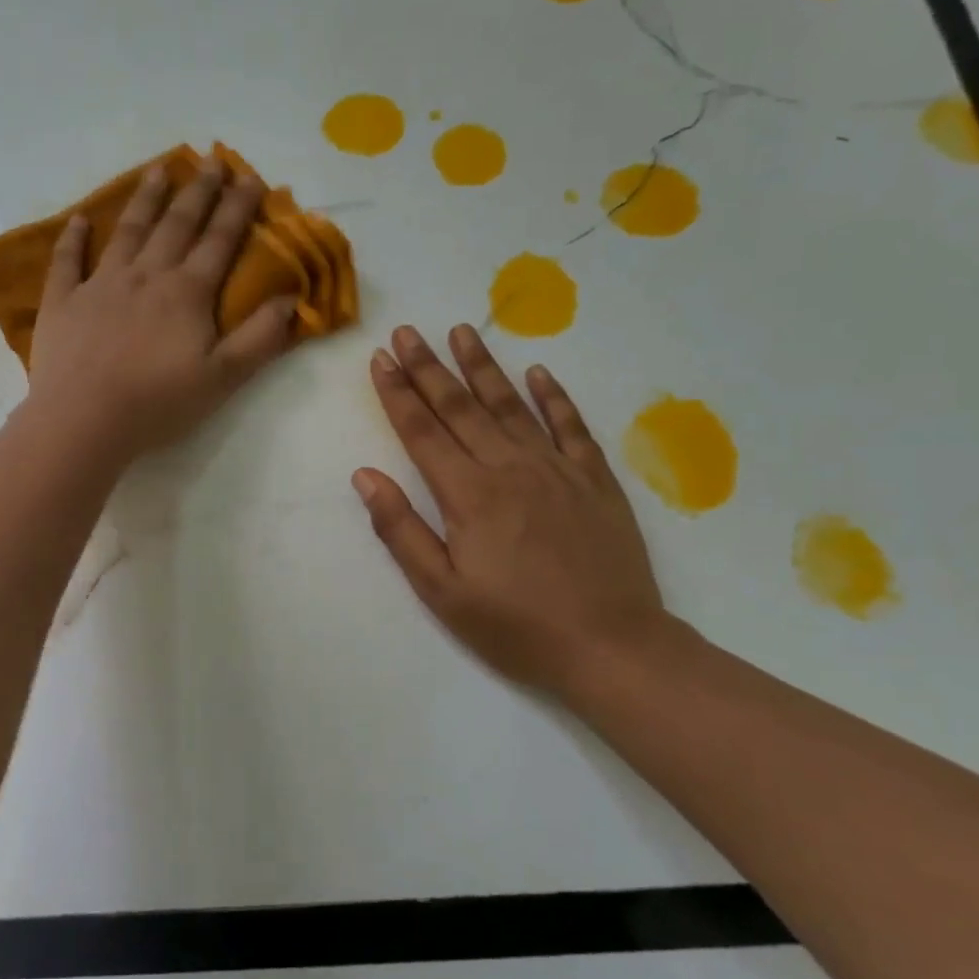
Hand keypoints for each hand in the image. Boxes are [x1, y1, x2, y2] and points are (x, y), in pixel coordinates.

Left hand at [27, 159, 295, 462]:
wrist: (84, 420)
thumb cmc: (159, 402)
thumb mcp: (223, 377)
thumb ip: (260, 337)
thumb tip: (292, 299)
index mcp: (186, 292)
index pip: (219, 241)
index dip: (238, 208)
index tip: (251, 177)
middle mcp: (146, 275)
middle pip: (177, 224)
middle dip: (198, 192)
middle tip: (212, 160)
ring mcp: (100, 284)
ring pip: (127, 231)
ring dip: (145, 199)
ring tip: (158, 170)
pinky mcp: (63, 301)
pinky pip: (68, 261)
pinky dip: (74, 238)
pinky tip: (80, 219)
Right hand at [353, 324, 668, 697]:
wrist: (612, 647)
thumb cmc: (516, 626)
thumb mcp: (442, 592)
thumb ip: (401, 530)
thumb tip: (366, 476)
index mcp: (468, 495)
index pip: (423, 431)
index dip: (398, 393)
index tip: (380, 358)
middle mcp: (510, 468)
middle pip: (461, 407)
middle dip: (429, 367)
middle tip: (408, 330)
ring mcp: (557, 469)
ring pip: (512, 405)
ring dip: (483, 366)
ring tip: (461, 331)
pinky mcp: (595, 480)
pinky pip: (572, 426)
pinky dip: (554, 396)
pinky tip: (539, 372)